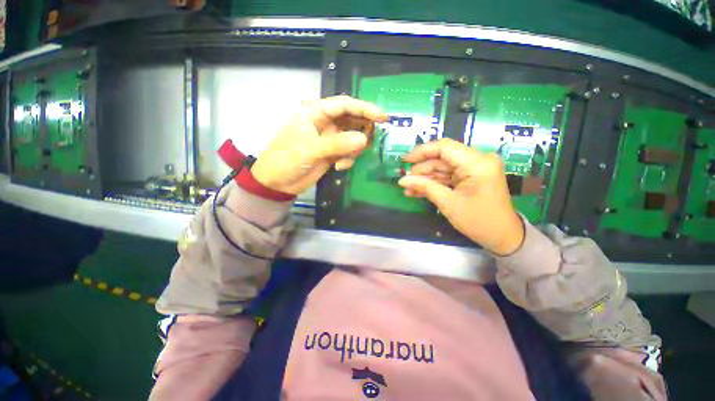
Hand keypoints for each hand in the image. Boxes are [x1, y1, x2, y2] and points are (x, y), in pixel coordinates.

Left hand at [251, 96, 387, 194]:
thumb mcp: (310, 150)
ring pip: (354, 137)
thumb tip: (364, 139)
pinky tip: (339, 167)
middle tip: (367, 144)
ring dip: (355, 149)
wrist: (277, 183)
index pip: (344, 105)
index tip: (383, 118)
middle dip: (362, 132)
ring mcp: (330, 139)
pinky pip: (350, 152)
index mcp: (315, 112)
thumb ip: (337, 144)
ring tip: (345, 161)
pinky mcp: (333, 153)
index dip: (365, 108)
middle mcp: (325, 123)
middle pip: (353, 120)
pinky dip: (349, 159)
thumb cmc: (286, 160)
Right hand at [398, 139, 524, 254]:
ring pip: (442, 168)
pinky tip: (417, 191)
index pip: (444, 147)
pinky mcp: (471, 177)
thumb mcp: (448, 203)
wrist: (502, 237)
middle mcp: (477, 160)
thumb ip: (425, 187)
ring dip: (425, 178)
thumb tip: (402, 180)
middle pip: (442, 158)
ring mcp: (474, 169)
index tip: (404, 161)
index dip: (421, 151)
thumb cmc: (478, 221)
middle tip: (405, 182)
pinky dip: (434, 183)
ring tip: (408, 188)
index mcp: (477, 163)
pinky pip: (448, 176)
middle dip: (422, 170)